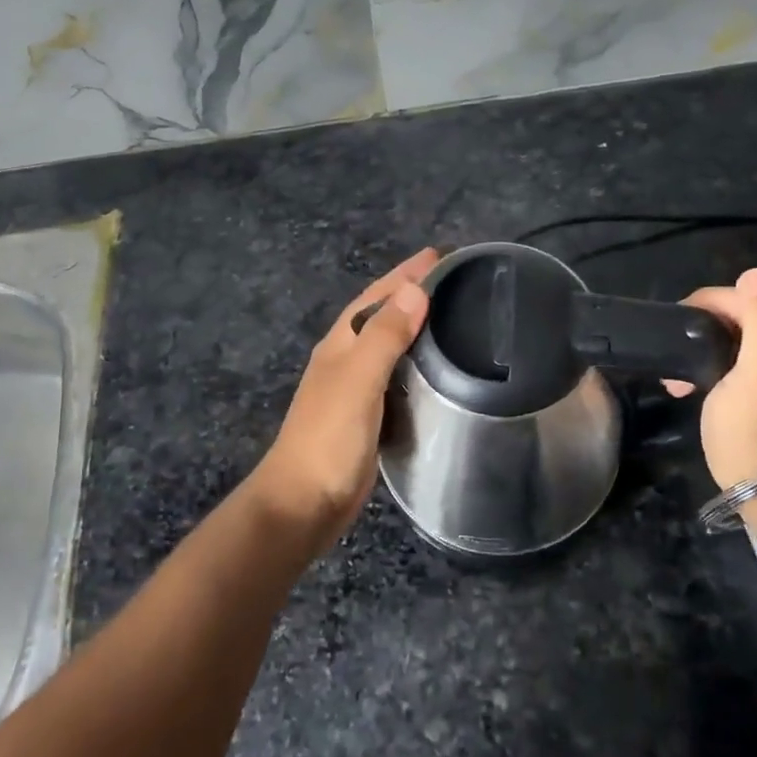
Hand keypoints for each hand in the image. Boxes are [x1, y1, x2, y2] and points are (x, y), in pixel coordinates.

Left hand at [250, 247, 437, 549]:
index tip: (438, 255)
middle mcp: (346, 358)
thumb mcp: (359, 380)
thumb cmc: (329, 437)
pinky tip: (436, 369)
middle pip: (381, 315)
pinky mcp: (368, 416)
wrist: (303, 502)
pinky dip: (415, 363)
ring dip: (414, 326)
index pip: (376, 296)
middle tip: (453, 280)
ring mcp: (355, 388)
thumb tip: (415, 289)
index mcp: (340, 343)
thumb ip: (385, 336)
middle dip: (411, 293)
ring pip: (388, 345)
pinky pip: (396, 376)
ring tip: (451, 315)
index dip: (404, 274)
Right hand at [666, 267, 756, 489]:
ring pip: (734, 336)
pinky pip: (728, 359)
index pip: (756, 296)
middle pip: (746, 312)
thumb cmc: (754, 427)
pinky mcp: (756, 391)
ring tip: (676, 367)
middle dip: (707, 321)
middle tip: (678, 339)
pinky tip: (685, 384)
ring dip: (701, 344)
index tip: (686, 320)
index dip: (719, 301)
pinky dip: (704, 364)